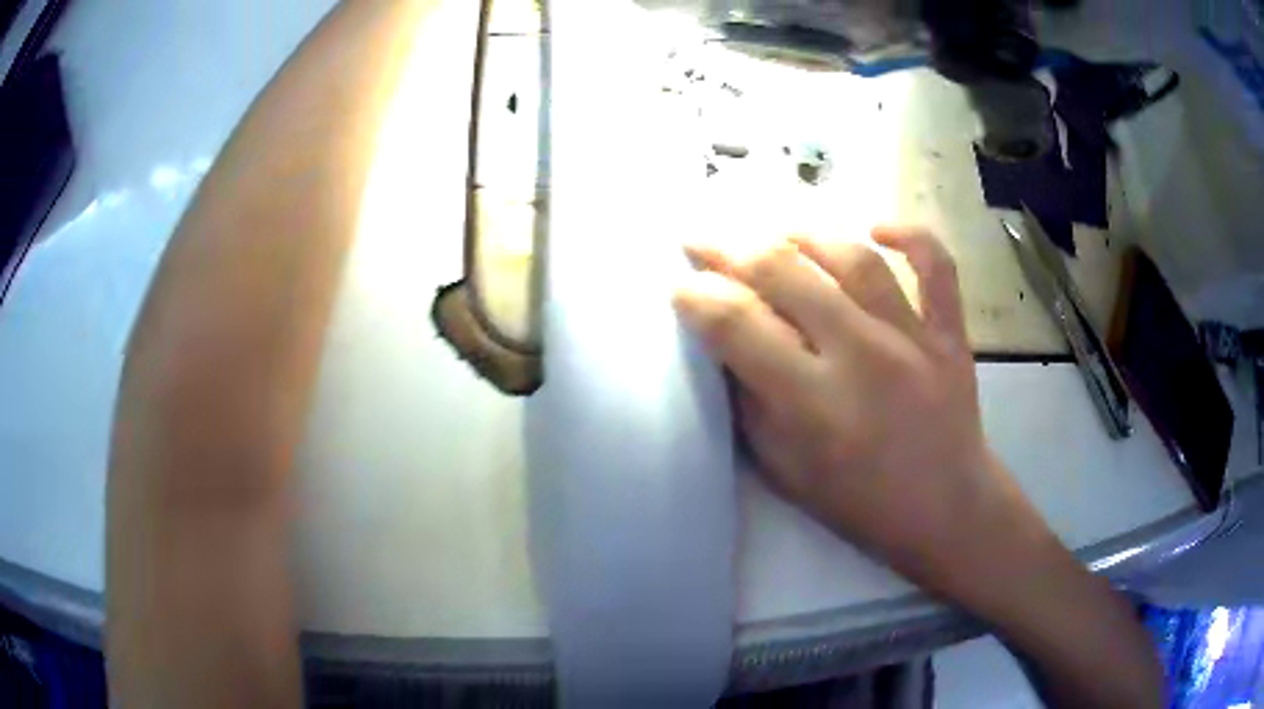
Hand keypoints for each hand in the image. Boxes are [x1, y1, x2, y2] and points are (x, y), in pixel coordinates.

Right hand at [675, 230, 1165, 707]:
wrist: (948, 509)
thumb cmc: (861, 502)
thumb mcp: (786, 471)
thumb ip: (750, 404)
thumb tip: (723, 343)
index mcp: (813, 403)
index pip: (738, 325)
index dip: (697, 296)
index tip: (680, 285)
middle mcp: (862, 356)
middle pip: (785, 274)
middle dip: (730, 249)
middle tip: (704, 240)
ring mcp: (913, 337)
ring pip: (852, 258)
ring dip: (803, 235)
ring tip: (775, 234)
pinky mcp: (950, 331)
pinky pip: (936, 265)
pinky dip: (910, 235)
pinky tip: (878, 228)